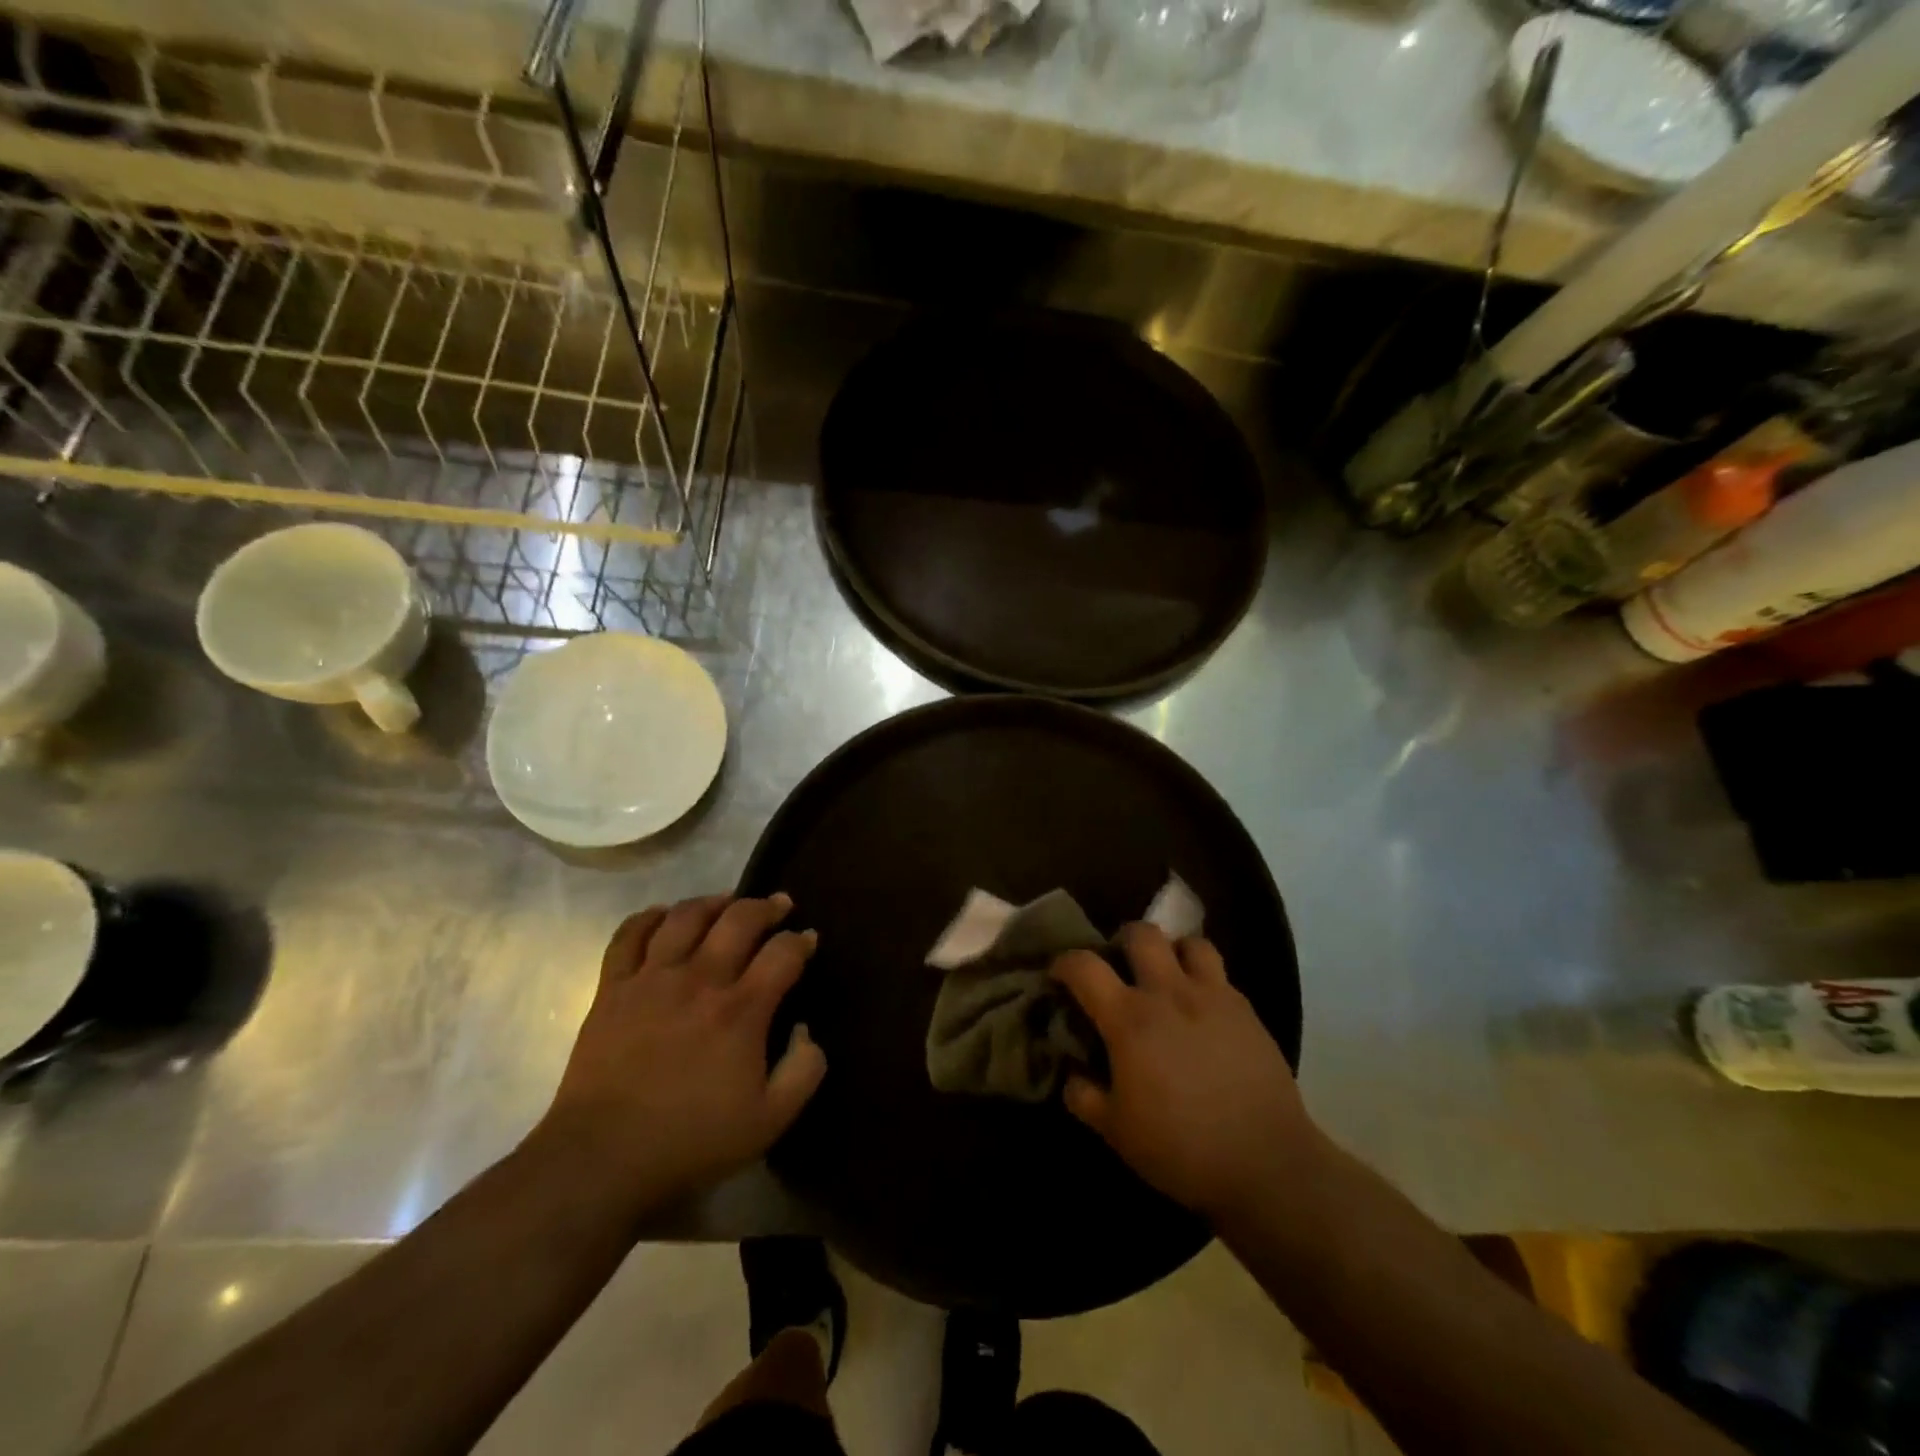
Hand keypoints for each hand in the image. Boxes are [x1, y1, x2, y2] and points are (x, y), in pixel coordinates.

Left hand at [537, 894, 826, 1214]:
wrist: (602, 1159)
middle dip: (766, 906)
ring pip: (686, 916)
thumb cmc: (691, 1140)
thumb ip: (804, 1071)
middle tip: (779, 905)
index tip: (807, 940)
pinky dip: (649, 917)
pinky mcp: (613, 988)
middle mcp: (700, 980)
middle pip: (739, 919)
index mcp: (741, 1010)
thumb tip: (808, 1031)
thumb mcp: (769, 1121)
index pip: (783, 953)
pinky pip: (630, 935)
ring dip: (713, 902)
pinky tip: (664, 916)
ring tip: (726, 903)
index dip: (801, 941)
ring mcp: (652, 979)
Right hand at [1054, 924, 1313, 1223]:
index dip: (1065, 963)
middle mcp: (1169, 993)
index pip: (1085, 966)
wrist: (1266, 1164)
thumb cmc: (1181, 1148)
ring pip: (1189, 943)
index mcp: (1129, 1019)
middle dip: (1123, 940)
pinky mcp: (1246, 1010)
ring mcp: (1213, 996)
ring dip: (1172, 951)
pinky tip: (1201, 1009)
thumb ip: (1085, 1096)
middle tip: (1119, 966)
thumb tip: (1071, 1075)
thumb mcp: (1116, 1132)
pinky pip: (1220, 974)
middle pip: (1142, 934)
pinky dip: (1204, 979)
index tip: (1059, 974)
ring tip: (1167, 976)